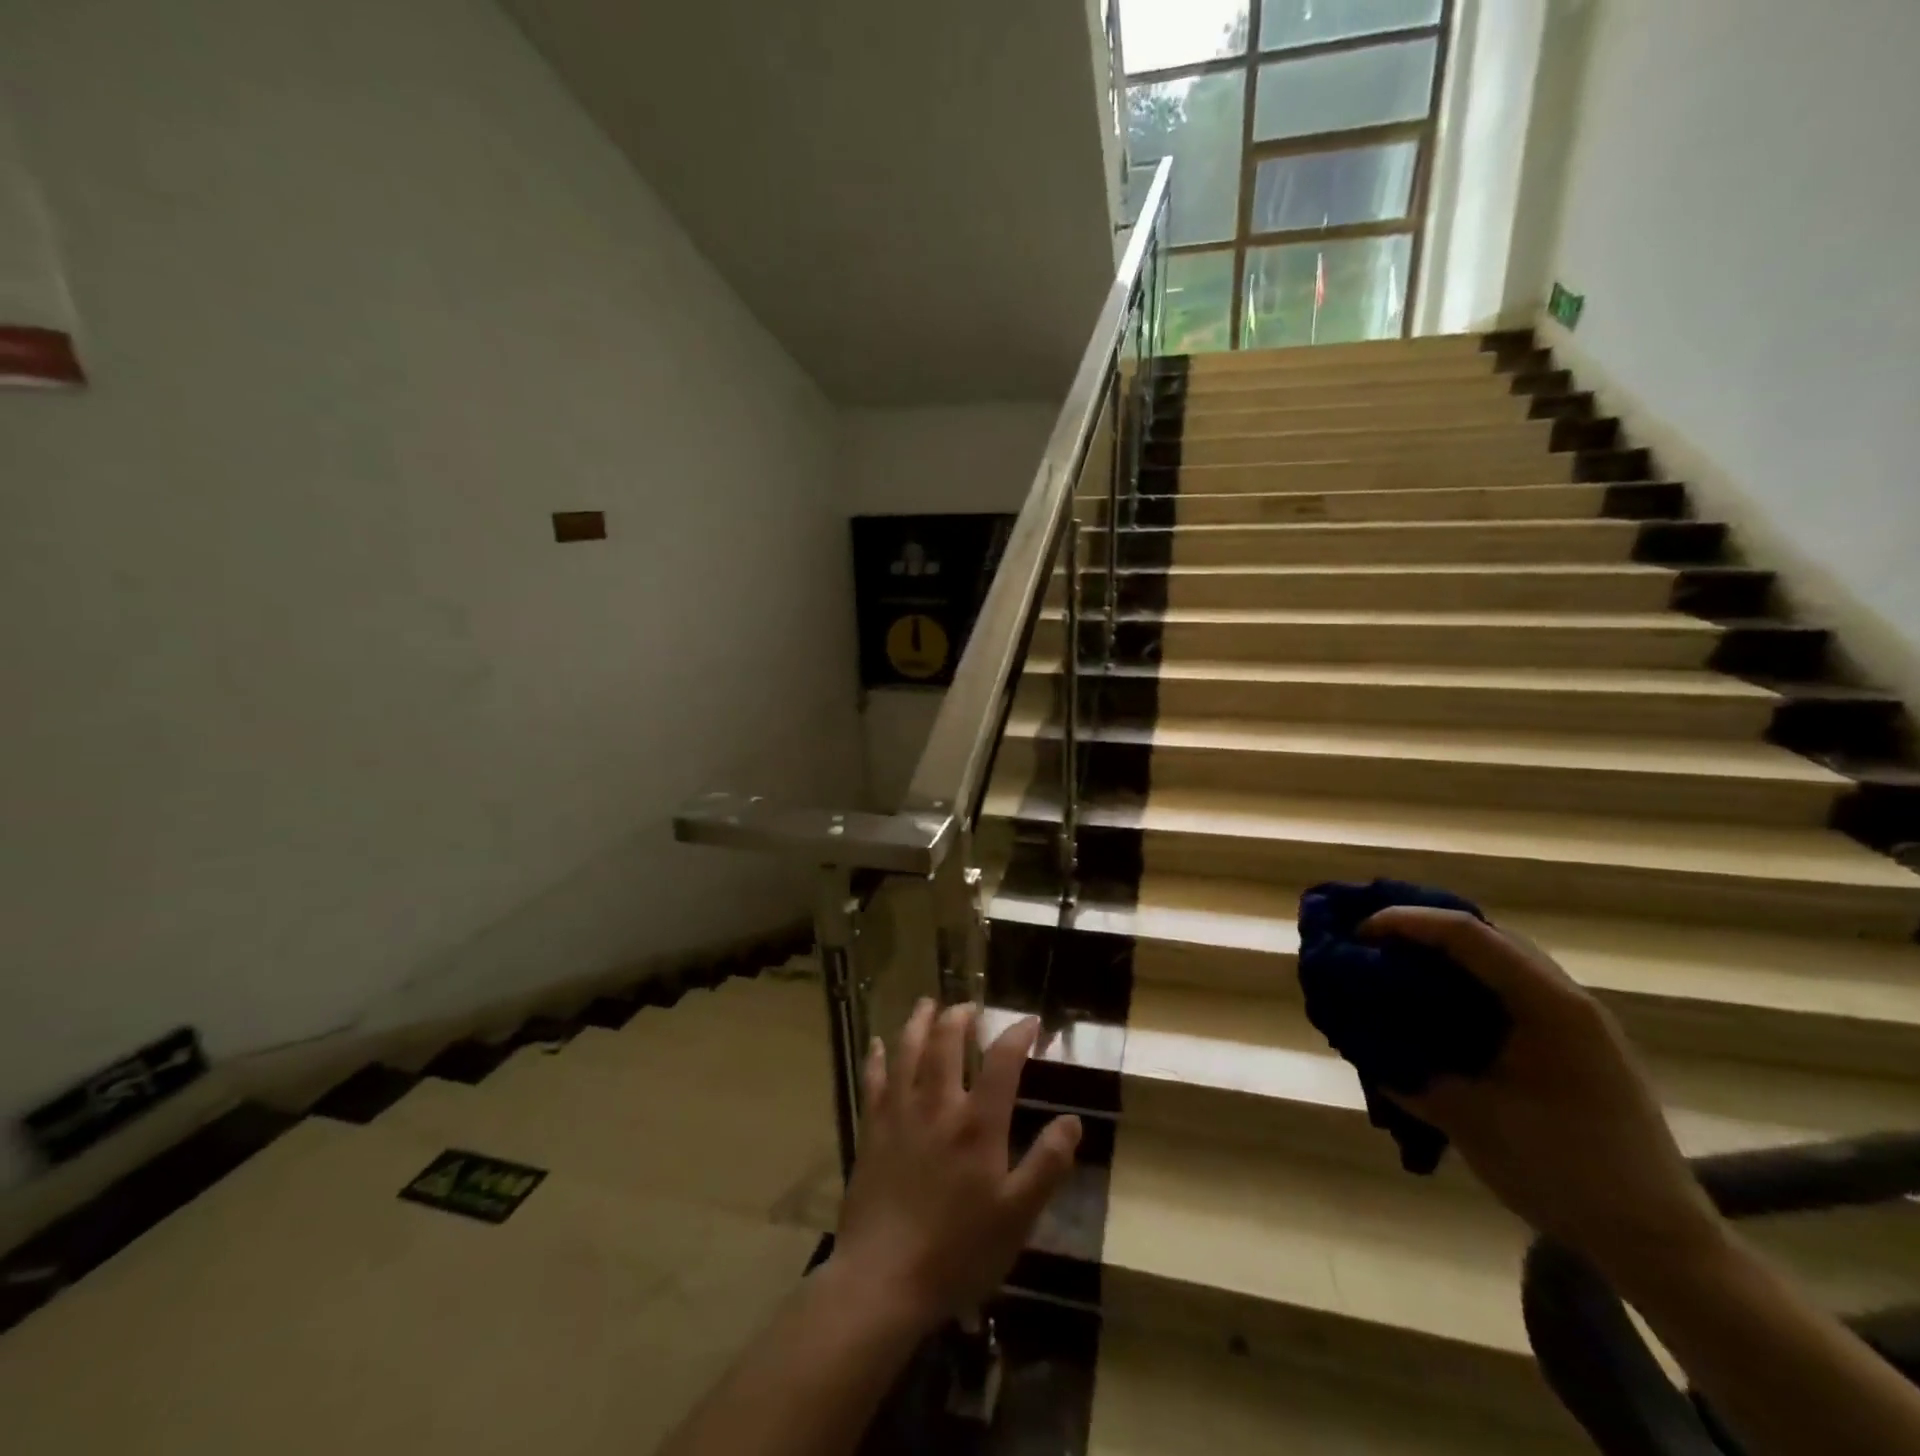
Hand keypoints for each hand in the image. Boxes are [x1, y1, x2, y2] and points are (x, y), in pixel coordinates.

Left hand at [826, 1000, 1081, 1332]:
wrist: (883, 1280)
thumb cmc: (958, 1251)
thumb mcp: (1017, 1216)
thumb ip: (1046, 1165)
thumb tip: (1073, 1120)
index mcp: (977, 1124)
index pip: (1002, 1062)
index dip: (1017, 1035)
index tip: (1030, 1022)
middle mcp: (937, 1106)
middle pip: (946, 1043)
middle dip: (959, 1017)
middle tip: (969, 1006)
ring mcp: (899, 1115)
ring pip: (907, 1051)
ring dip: (918, 1022)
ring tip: (927, 1003)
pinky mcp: (872, 1131)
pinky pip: (873, 1082)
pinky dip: (877, 1058)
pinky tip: (877, 1044)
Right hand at [1362, 907, 1724, 1282]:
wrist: (1660, 1243)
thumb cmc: (1565, 1173)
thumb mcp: (1469, 1121)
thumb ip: (1408, 1073)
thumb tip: (1361, 1040)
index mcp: (1548, 1006)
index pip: (1467, 934)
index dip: (1406, 923)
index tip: (1358, 934)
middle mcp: (1567, 999)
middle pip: (1486, 936)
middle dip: (1422, 930)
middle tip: (1370, 945)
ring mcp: (1578, 1022)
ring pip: (1500, 961)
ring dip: (1445, 956)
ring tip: (1395, 968)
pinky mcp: (1576, 1045)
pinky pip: (1511, 989)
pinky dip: (1466, 984)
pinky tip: (1437, 1009)